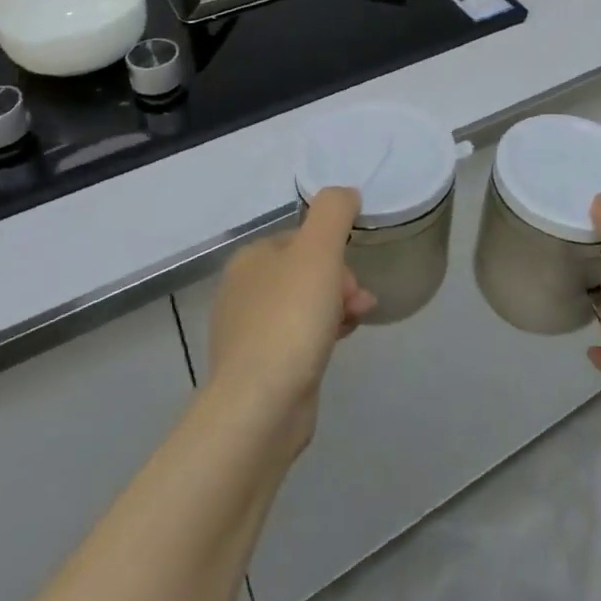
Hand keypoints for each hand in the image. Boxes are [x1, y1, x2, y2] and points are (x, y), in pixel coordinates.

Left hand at [207, 188, 377, 455]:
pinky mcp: (259, 368)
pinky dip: (322, 335)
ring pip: (306, 305)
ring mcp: (248, 332)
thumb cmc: (290, 318)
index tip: (354, 273)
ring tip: (356, 323)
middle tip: (358, 302)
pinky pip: (299, 337)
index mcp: (250, 259)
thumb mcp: (319, 250)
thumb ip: (334, 211)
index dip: (335, 251)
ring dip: (337, 307)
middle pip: (307, 272)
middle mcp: (242, 291)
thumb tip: (346, 193)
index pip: (303, 239)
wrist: (261, 406)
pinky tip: (337, 346)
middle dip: (341, 282)